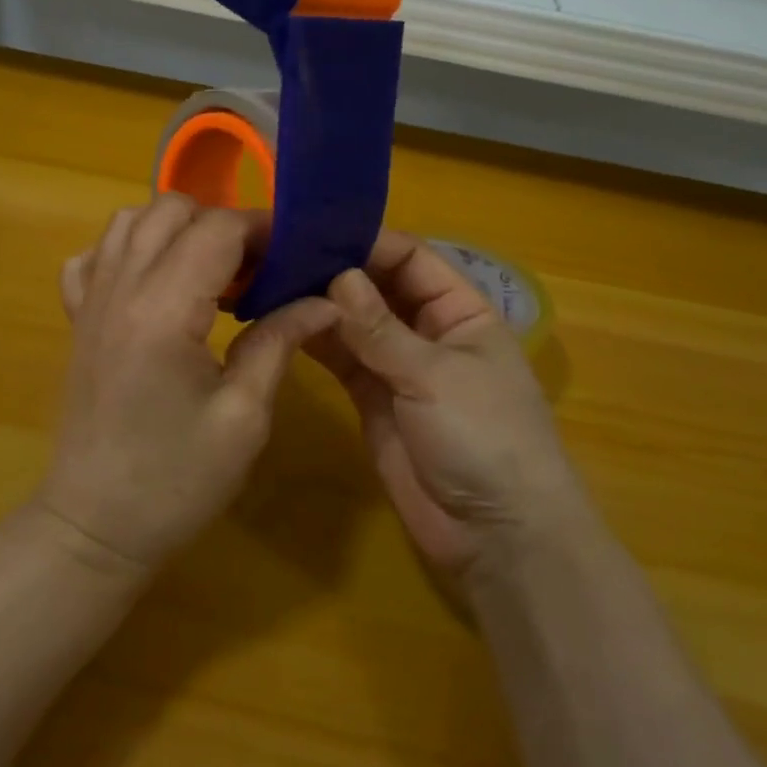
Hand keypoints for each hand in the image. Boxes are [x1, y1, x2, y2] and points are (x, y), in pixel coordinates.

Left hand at [41, 194, 337, 574]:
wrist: (94, 526)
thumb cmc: (175, 482)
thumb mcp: (243, 417)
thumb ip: (278, 343)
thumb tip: (325, 301)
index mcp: (163, 310)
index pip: (217, 229)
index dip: (263, 230)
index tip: (295, 253)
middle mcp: (120, 289)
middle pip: (169, 208)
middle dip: (221, 223)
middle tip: (255, 268)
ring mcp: (90, 302)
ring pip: (128, 222)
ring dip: (175, 228)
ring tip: (210, 271)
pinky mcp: (77, 320)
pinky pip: (93, 257)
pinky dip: (126, 250)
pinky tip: (153, 283)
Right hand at [309, 231, 580, 581]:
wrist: (496, 535)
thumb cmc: (484, 437)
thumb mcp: (435, 375)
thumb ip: (381, 329)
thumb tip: (339, 276)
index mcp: (461, 311)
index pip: (412, 258)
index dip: (369, 243)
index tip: (316, 231)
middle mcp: (429, 331)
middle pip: (379, 287)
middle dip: (338, 271)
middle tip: (280, 254)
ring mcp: (399, 367)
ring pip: (355, 324)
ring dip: (321, 306)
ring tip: (271, 282)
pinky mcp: (373, 400)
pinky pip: (343, 361)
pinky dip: (317, 343)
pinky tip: (282, 323)